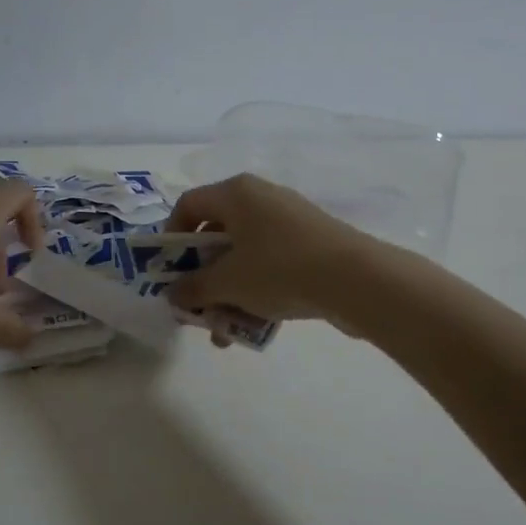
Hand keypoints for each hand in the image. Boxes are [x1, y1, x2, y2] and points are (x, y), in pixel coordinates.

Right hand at [166, 174, 370, 335]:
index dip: (171, 237)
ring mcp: (288, 220)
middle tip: (195, 307)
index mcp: (235, 193)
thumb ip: (193, 288)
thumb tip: (173, 295)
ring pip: (243, 255)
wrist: (357, 279)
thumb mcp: (227, 283)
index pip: (188, 205)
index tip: (168, 271)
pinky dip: (256, 290)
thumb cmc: (279, 269)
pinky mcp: (310, 243)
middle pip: (216, 234)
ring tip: (224, 331)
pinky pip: (270, 263)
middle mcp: (260, 198)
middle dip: (201, 277)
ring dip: (228, 292)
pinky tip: (254, 326)